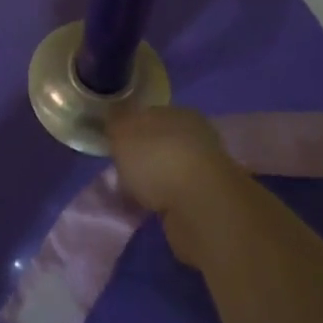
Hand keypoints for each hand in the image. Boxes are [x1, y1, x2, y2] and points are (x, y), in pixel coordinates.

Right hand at [108, 107, 246, 266]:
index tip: (113, 144)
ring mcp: (205, 170)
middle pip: (160, 143)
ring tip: (134, 195)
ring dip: (155, 182)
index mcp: (177, 112)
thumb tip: (114, 124)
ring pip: (170, 171)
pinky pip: (178, 197)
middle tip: (122, 172)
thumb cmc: (157, 159)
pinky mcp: (209, 202)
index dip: (129, 128)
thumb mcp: (122, 133)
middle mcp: (195, 136)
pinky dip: (165, 202)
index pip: (148, 115)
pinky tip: (151, 210)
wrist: (200, 207)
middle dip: (142, 157)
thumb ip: (115, 125)